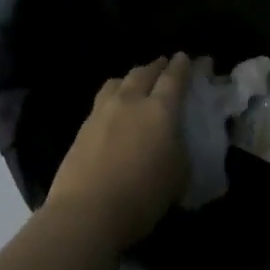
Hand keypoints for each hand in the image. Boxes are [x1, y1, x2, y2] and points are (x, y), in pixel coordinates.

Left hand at [45, 54, 190, 249]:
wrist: (88, 212)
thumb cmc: (144, 195)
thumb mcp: (179, 174)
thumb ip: (180, 148)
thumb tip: (175, 140)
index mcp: (160, 109)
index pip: (174, 78)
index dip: (182, 66)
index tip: (186, 57)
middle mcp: (130, 102)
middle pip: (143, 73)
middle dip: (156, 66)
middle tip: (164, 65)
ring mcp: (101, 112)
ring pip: (118, 82)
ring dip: (131, 78)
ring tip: (136, 82)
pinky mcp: (82, 128)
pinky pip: (102, 101)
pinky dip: (113, 97)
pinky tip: (115, 108)